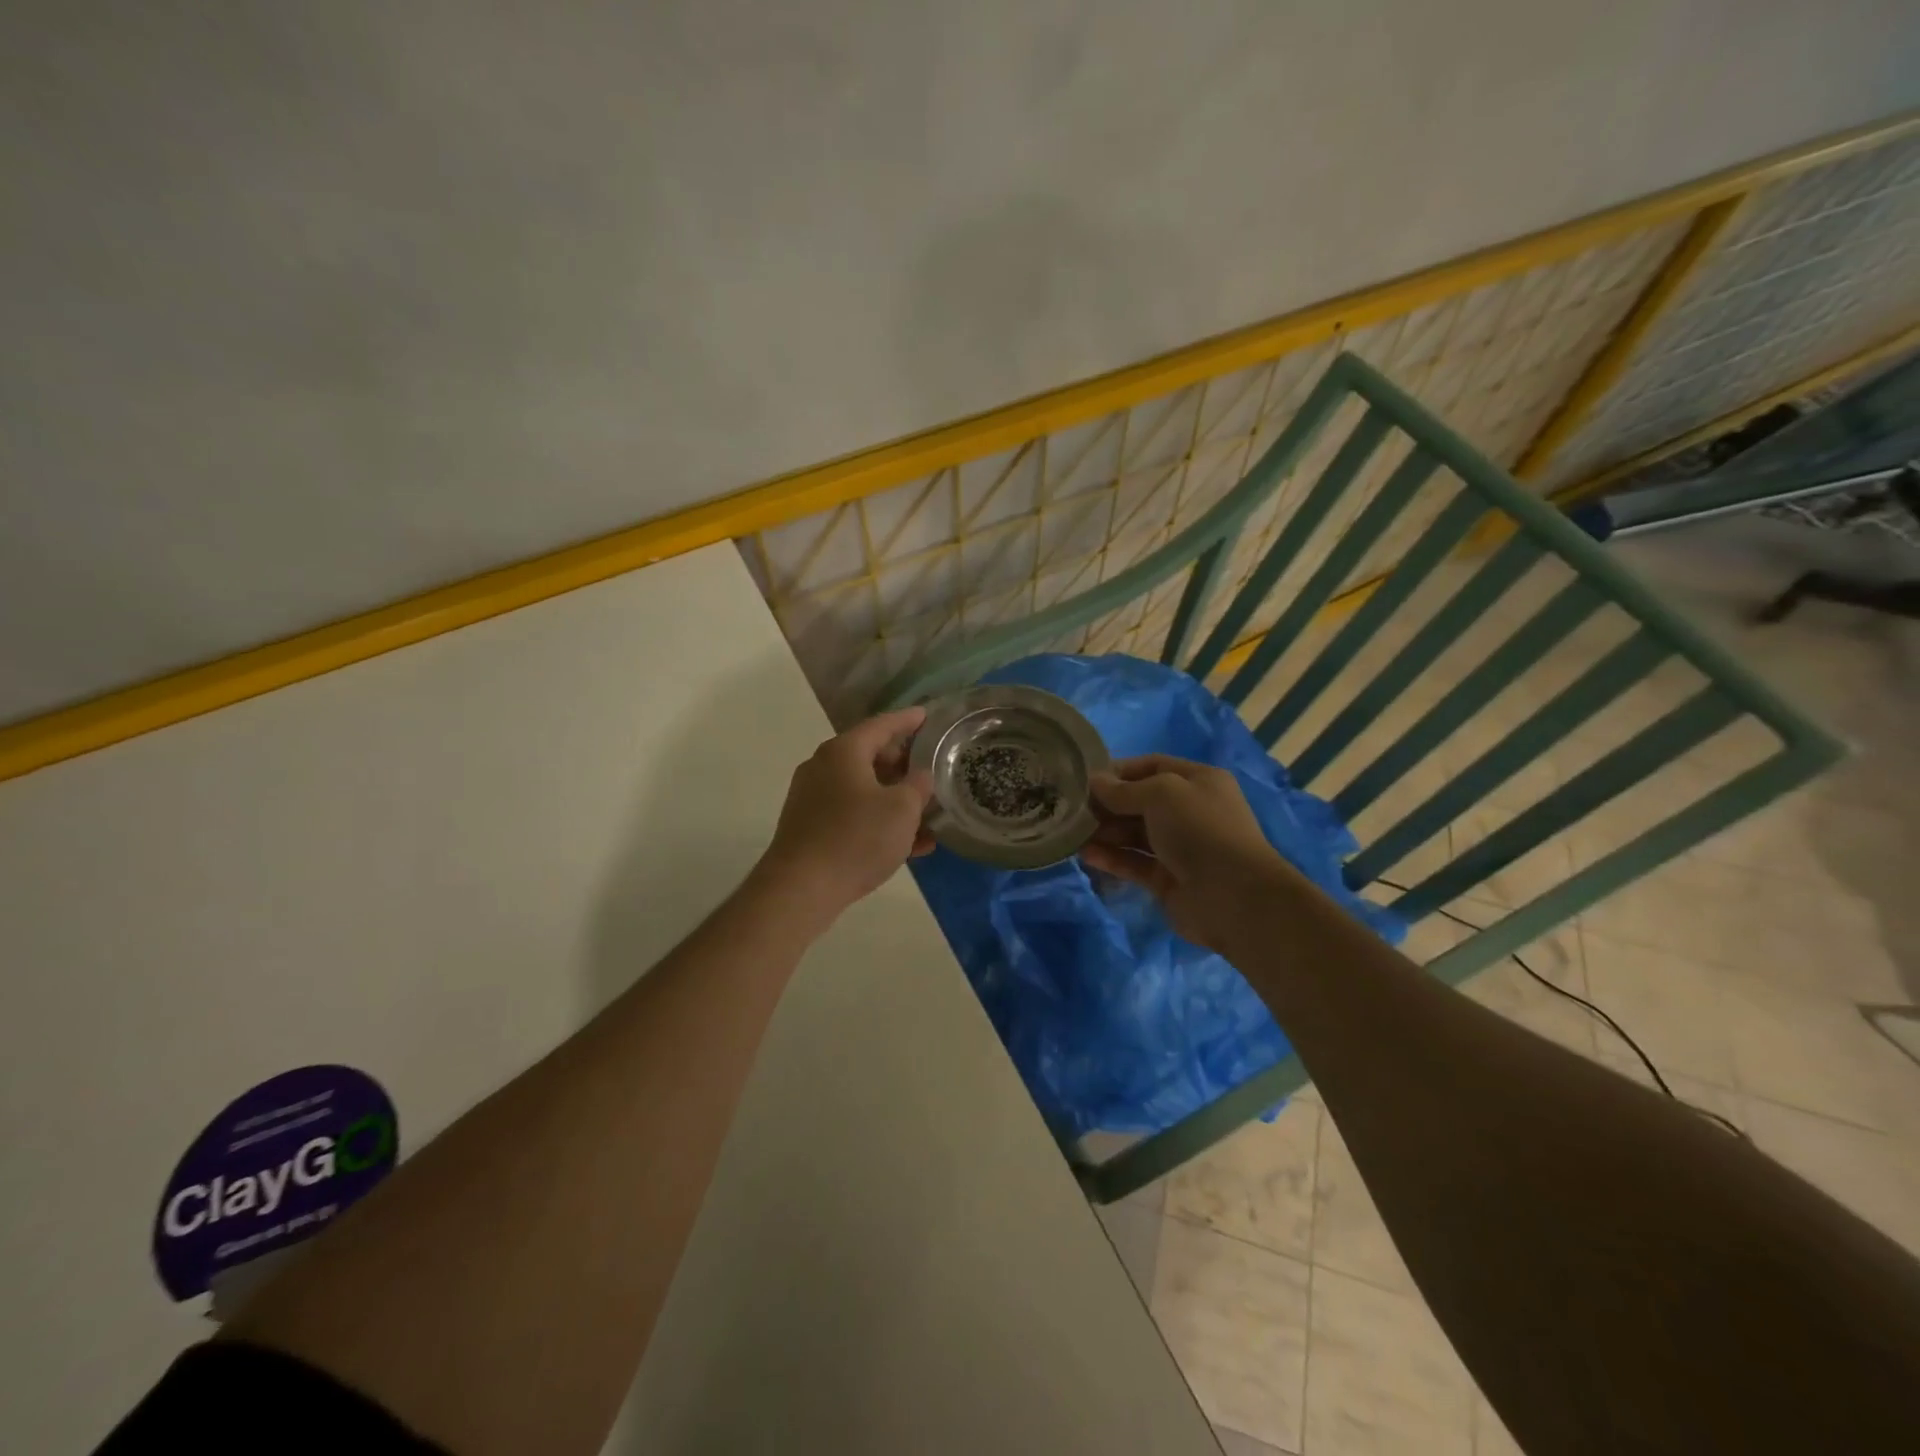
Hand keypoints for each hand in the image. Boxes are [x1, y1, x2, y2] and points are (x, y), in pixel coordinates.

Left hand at [755, 707, 935, 923]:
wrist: (801, 888)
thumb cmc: (856, 838)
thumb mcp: (902, 809)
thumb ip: (918, 786)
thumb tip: (920, 776)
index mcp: (844, 752)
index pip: (881, 725)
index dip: (907, 720)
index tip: (927, 715)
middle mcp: (823, 767)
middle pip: (870, 756)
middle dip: (903, 764)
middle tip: (930, 770)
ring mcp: (813, 799)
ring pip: (864, 790)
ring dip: (895, 800)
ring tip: (928, 814)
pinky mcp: (810, 828)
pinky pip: (853, 816)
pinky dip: (879, 822)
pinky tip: (911, 846)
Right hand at [1080, 754, 1291, 953]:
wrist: (1233, 896)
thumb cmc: (1200, 829)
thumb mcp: (1161, 794)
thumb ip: (1123, 790)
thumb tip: (1094, 782)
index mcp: (1198, 781)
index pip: (1153, 766)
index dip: (1120, 770)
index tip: (1085, 779)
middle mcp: (1190, 811)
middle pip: (1140, 802)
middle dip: (1108, 804)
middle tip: (1072, 808)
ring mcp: (1179, 848)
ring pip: (1135, 834)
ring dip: (1106, 832)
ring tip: (1072, 833)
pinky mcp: (1168, 879)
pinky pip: (1134, 863)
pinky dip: (1112, 858)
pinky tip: (1086, 855)